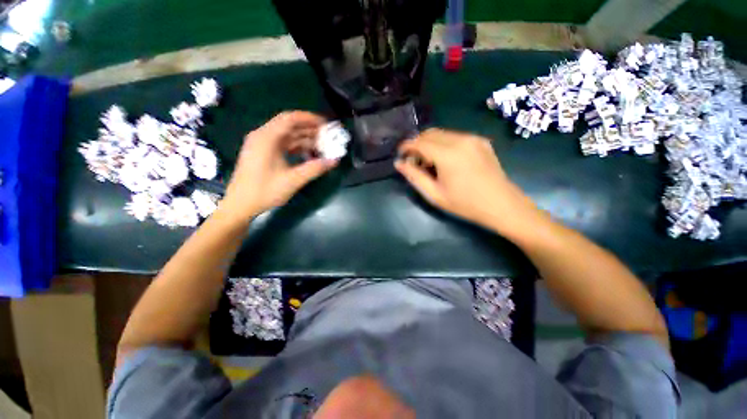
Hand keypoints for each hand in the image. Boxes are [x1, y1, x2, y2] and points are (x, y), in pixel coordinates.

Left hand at [219, 111, 337, 222]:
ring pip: (287, 136)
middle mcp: (263, 136)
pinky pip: (283, 144)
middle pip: (289, 126)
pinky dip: (297, 147)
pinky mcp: (262, 153)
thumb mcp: (293, 180)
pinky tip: (308, 155)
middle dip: (310, 130)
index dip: (310, 119)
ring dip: (304, 140)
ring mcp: (261, 145)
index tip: (326, 125)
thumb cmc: (265, 191)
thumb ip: (315, 168)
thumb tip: (335, 161)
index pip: (290, 119)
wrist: (240, 205)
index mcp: (267, 138)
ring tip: (322, 147)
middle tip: (328, 137)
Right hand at [395, 128, 537, 234]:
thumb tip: (399, 163)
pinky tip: (445, 160)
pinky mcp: (481, 141)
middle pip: (430, 133)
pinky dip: (443, 144)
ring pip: (442, 133)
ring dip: (430, 144)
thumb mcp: (435, 194)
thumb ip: (414, 176)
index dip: (406, 146)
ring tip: (429, 162)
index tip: (400, 155)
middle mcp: (460, 140)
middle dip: (417, 144)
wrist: (502, 205)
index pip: (419, 142)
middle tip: (414, 161)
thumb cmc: (465, 204)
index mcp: (448, 154)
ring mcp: (473, 138)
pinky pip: (455, 136)